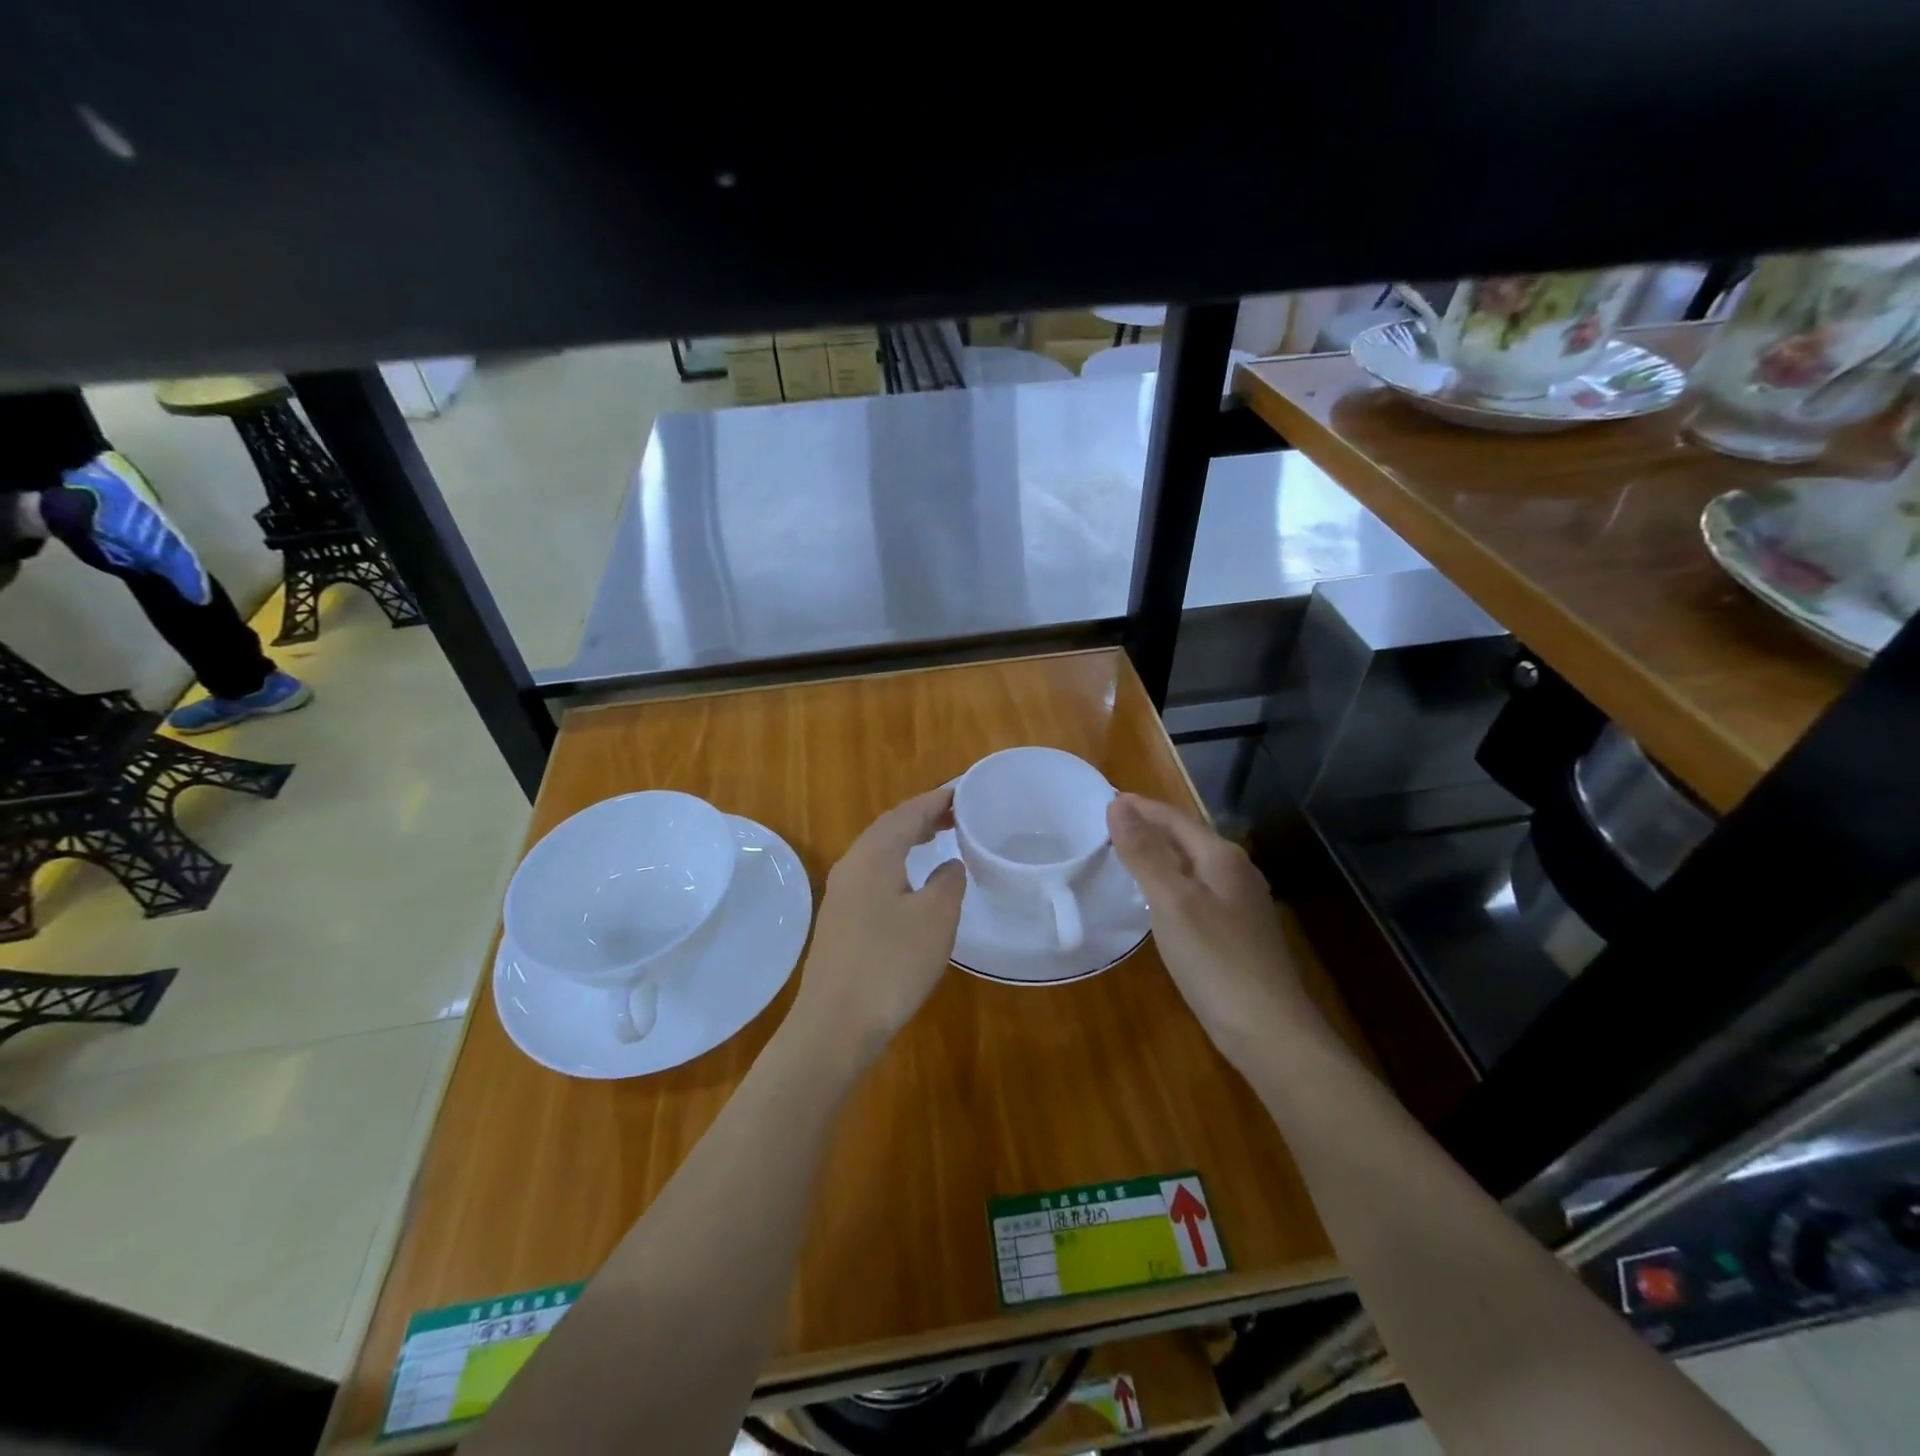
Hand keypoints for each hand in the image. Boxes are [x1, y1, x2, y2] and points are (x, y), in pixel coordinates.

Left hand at [788, 786, 966, 1065]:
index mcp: (873, 856)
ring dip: (908, 841)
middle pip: (888, 829)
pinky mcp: (839, 921)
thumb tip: (949, 865)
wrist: (835, 1025)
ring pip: (878, 852)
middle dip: (922, 817)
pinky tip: (912, 883)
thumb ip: (948, 882)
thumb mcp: (936, 918)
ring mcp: (840, 895)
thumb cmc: (891, 965)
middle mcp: (851, 867)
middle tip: (956, 815)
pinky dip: (897, 865)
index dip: (935, 801)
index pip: (906, 814)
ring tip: (938, 839)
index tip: (963, 793)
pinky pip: (872, 876)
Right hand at [1108, 794, 1312, 1069]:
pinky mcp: (1238, 932)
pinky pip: (1197, 891)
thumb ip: (1144, 852)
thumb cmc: (1215, 961)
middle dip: (1150, 827)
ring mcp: (1241, 904)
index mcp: (1222, 858)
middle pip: (1187, 838)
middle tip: (1108, 825)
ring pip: (1193, 865)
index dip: (1141, 808)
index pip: (1175, 818)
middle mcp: (1236, 872)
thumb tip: (1118, 804)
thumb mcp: (1171, 902)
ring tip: (1126, 855)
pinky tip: (1157, 899)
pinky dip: (1171, 882)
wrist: (1270, 1032)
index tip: (1105, 800)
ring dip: (1160, 854)